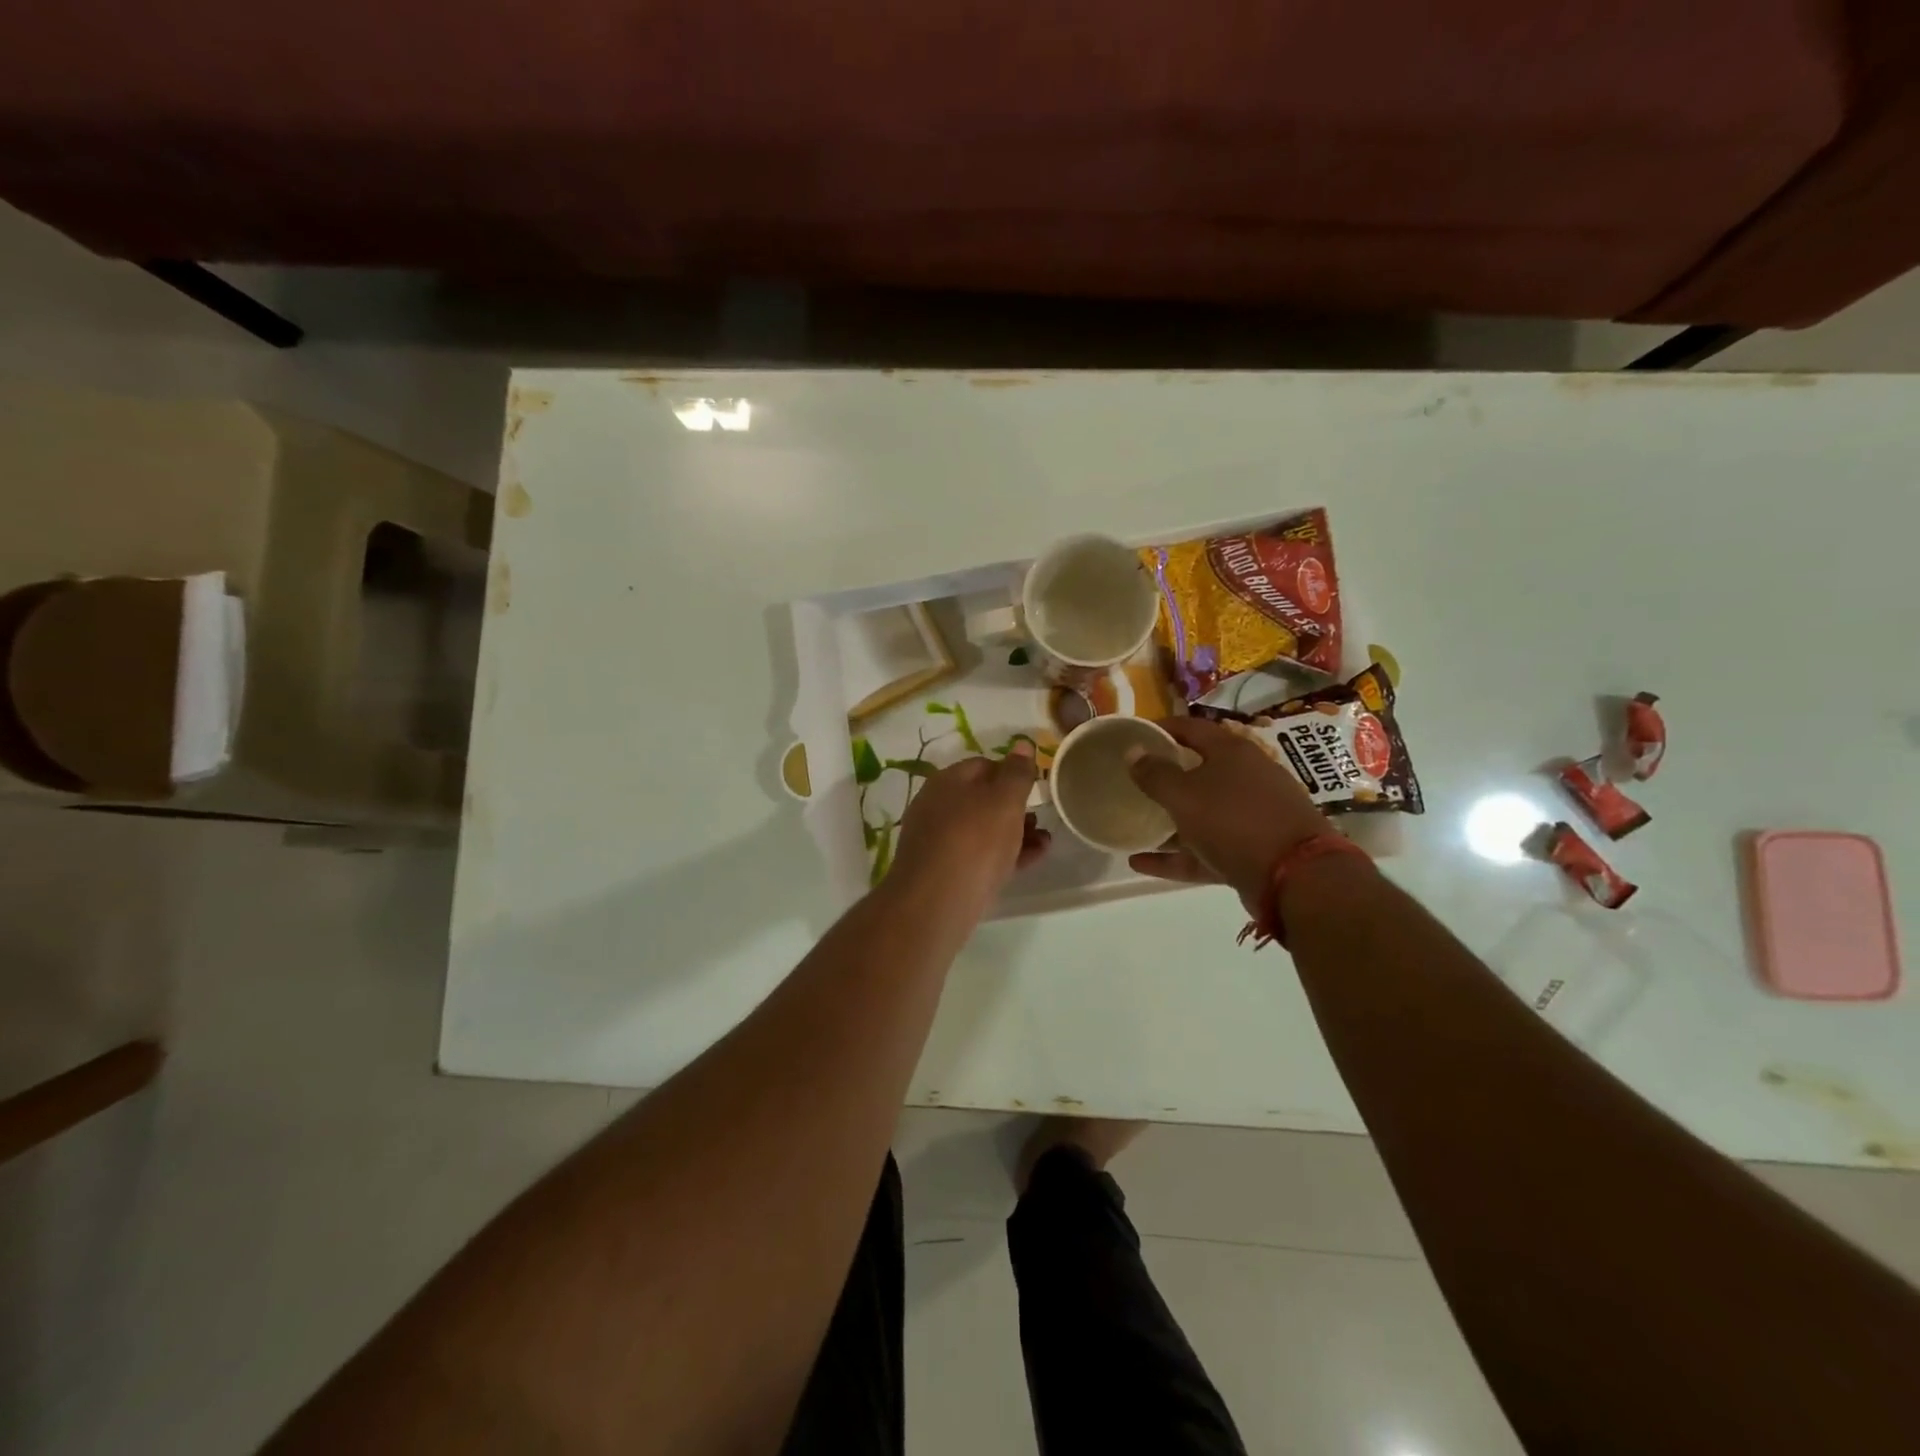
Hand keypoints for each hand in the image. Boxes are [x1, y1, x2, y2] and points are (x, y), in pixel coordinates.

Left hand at [888, 743, 1049, 919]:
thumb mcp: (1004, 801)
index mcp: (948, 781)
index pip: (983, 765)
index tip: (1035, 785)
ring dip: (1015, 832)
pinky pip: (980, 855)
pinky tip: (1032, 859)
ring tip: (1044, 840)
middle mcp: (938, 807)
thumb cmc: (974, 840)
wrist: (936, 902)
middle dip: (1015, 807)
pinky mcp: (946, 872)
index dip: (1011, 772)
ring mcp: (940, 841)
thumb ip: (1016, 773)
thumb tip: (1021, 743)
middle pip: (982, 799)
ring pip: (983, 830)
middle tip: (1042, 816)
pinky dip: (1006, 854)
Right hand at [1125, 717, 1328, 915]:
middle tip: (1133, 780)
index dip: (1161, 728)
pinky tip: (1140, 862)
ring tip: (1135, 823)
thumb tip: (1133, 751)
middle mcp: (1246, 778)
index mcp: (1232, 752)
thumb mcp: (1184, 794)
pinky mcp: (1252, 851)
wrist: (1296, 877)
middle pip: (1199, 770)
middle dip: (1166, 775)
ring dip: (1169, 820)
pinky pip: (1205, 849)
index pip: (1191, 728)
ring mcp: (1252, 816)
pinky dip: (1176, 855)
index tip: (1134, 735)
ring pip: (1202, 813)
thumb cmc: (1234, 820)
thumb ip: (1155, 774)